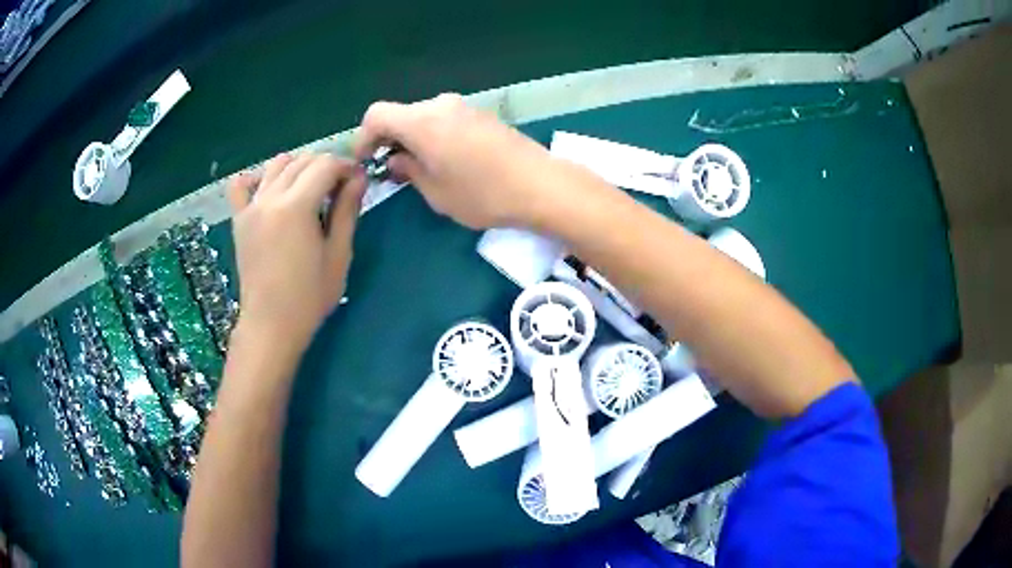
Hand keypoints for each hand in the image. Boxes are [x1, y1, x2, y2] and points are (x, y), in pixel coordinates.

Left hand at [227, 153, 365, 350]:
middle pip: (302, 160)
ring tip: (310, 189)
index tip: (358, 180)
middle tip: (339, 187)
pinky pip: (242, 184)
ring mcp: (251, 207)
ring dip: (298, 167)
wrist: (271, 324)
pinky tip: (271, 190)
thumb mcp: (338, 254)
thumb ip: (347, 210)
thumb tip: (359, 178)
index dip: (346, 167)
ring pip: (276, 164)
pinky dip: (258, 177)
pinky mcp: (239, 219)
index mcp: (296, 207)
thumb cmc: (309, 297)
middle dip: (326, 165)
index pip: (325, 165)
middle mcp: (270, 198)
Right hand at [355, 93, 570, 229]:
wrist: (540, 185)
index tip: (364, 162)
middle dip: (388, 140)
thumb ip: (408, 170)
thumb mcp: (435, 192)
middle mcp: (440, 105)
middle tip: (390, 170)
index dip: (363, 138)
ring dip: (412, 138)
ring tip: (418, 169)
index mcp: (421, 121)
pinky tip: (444, 161)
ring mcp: (464, 107)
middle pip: (400, 114)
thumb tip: (394, 159)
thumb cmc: (483, 193)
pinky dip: (433, 136)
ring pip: (423, 117)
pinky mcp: (481, 115)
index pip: (376, 115)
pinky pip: (444, 120)